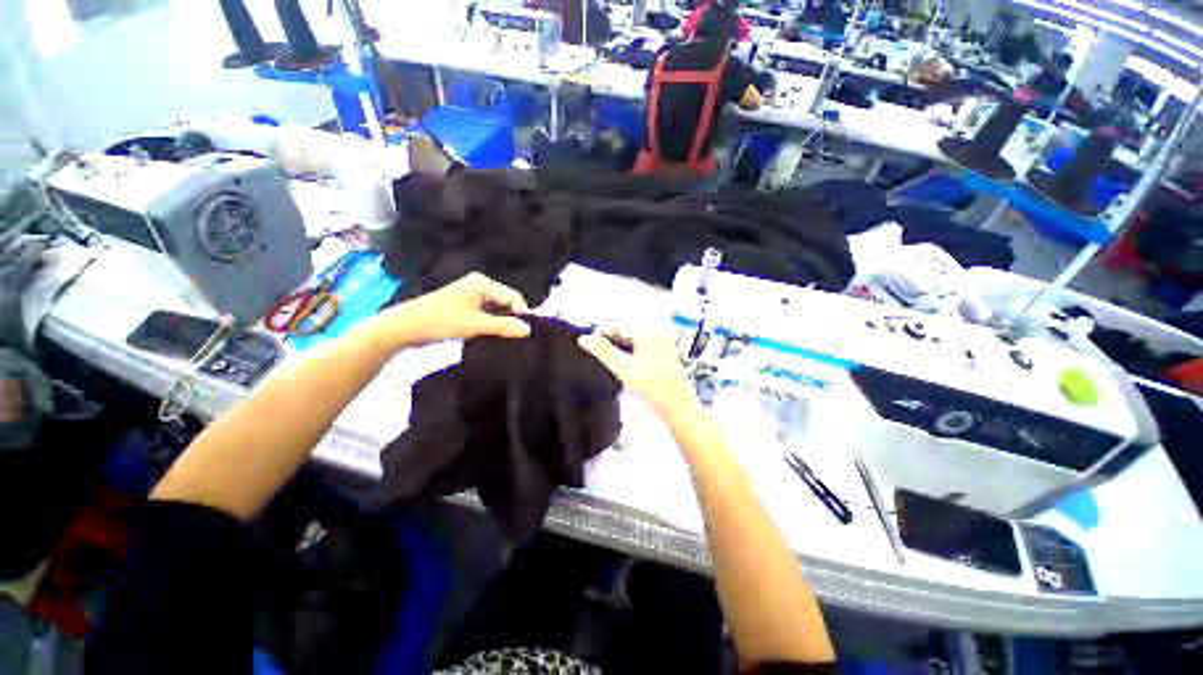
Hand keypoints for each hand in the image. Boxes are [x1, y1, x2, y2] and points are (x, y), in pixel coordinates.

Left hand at [382, 273, 529, 347]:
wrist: (405, 328)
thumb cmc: (440, 320)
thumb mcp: (474, 324)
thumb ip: (503, 326)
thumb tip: (528, 330)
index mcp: (482, 283)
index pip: (513, 297)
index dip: (522, 313)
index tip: (528, 333)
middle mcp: (480, 286)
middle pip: (506, 303)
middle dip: (513, 319)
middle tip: (520, 338)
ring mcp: (473, 297)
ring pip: (497, 310)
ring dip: (502, 324)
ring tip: (509, 339)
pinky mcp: (467, 308)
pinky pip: (488, 315)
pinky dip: (492, 325)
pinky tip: (496, 337)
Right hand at [578, 330, 697, 422]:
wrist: (677, 405)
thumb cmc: (650, 386)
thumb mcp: (622, 368)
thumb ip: (602, 350)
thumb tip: (583, 338)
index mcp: (646, 330)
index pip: (618, 324)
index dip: (601, 333)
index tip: (589, 344)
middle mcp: (656, 330)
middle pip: (626, 329)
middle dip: (612, 340)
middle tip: (602, 356)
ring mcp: (663, 340)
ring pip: (634, 338)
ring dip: (621, 347)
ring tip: (615, 363)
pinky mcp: (665, 350)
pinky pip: (643, 344)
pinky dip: (632, 352)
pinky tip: (629, 366)